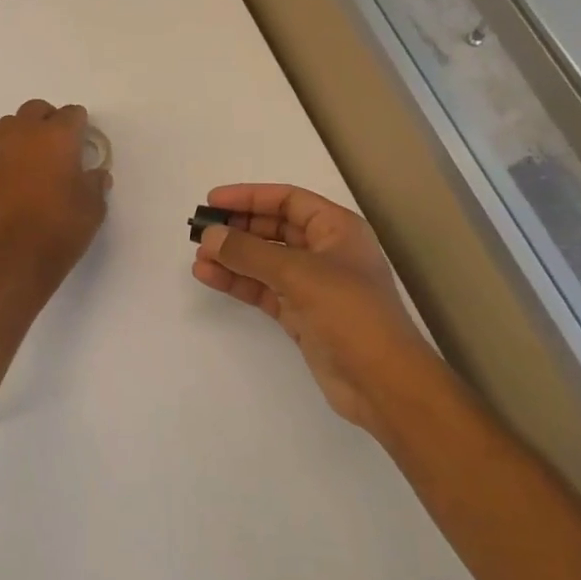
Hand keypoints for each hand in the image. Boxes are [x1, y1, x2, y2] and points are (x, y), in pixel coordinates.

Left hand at [0, 100, 110, 290]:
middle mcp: (24, 137)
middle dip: (48, 120)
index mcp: (57, 137)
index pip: (72, 113)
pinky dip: (6, 166)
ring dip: (22, 136)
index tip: (84, 142)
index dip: (80, 125)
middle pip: (34, 110)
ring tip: (33, 160)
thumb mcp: (93, 207)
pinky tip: (14, 190)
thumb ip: (94, 183)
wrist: (15, 259)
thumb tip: (95, 175)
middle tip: (59, 143)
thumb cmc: (62, 228)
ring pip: (7, 127)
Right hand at [192, 183, 441, 434]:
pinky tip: (210, 277)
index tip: (213, 201)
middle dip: (238, 228)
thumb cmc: (350, 313)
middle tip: (200, 231)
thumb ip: (250, 253)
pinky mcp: (301, 314)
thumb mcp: (299, 274)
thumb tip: (210, 236)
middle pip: (274, 228)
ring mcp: (313, 285)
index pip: (288, 200)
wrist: (382, 382)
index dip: (250, 197)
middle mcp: (325, 251)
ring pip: (265, 261)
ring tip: (198, 257)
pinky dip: (238, 282)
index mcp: (337, 228)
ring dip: (233, 257)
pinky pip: (263, 289)